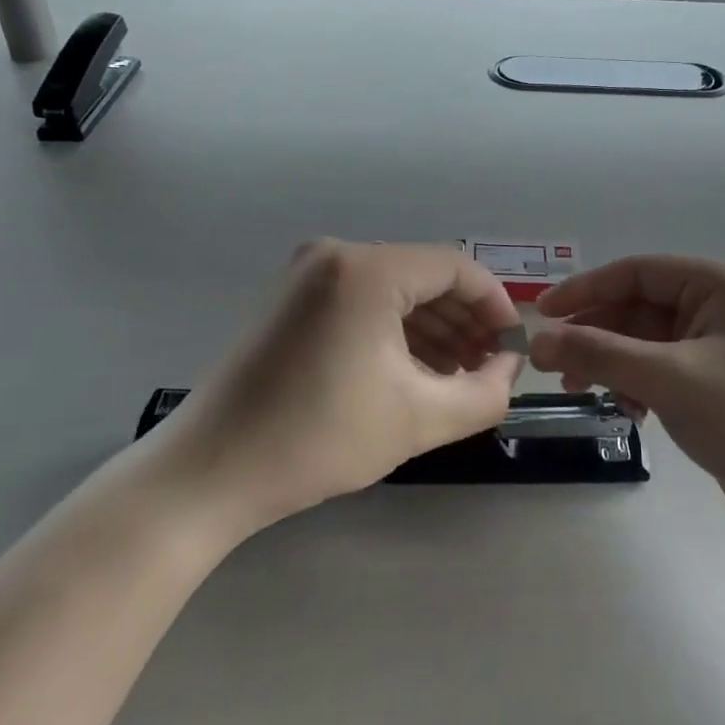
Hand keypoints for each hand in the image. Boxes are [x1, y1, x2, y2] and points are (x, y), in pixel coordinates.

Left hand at [159, 241, 522, 533]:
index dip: (494, 304)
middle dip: (464, 320)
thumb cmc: (319, 437)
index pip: (455, 267)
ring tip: (459, 375)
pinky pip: (362, 301)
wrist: (212, 470)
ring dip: (432, 328)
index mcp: (367, 269)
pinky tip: (416, 370)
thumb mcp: (419, 418)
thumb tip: (509, 367)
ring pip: (393, 290)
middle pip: (423, 276)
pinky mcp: (292, 299)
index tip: (512, 346)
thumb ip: (484, 393)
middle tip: (489, 366)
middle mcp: (336, 255)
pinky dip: (395, 331)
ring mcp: (308, 274)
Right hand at [529, 256, 724, 563]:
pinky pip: (659, 372)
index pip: (635, 271)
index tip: (541, 314)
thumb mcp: (672, 379)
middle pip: (636, 308)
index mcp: (719, 285)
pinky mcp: (715, 386)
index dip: (585, 289)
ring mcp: (717, 348)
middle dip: (595, 334)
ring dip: (610, 363)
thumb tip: (535, 340)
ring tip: (579, 389)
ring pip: (644, 343)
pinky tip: (627, 412)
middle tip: (551, 363)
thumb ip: (600, 354)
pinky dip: (635, 386)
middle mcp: (718, 307)